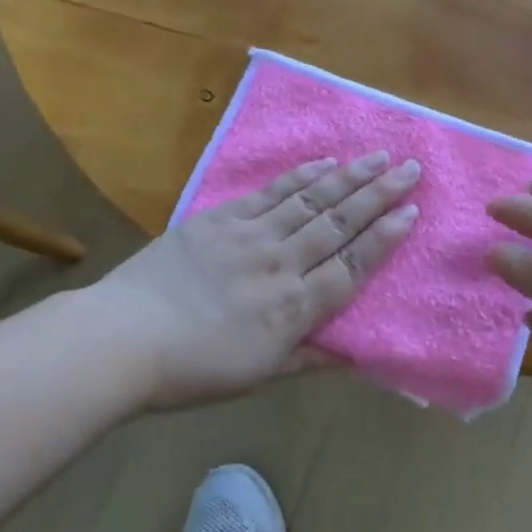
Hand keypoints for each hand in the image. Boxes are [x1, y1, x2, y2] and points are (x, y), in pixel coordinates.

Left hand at [101, 153, 419, 410]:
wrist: (120, 339)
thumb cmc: (192, 369)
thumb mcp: (259, 374)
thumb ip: (309, 357)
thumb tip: (355, 355)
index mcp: (294, 307)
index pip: (352, 265)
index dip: (384, 238)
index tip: (412, 212)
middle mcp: (281, 264)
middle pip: (339, 223)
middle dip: (379, 195)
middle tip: (411, 168)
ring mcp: (250, 236)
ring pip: (311, 200)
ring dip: (349, 176)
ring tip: (379, 156)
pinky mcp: (219, 219)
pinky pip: (269, 193)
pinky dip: (300, 176)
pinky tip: (323, 162)